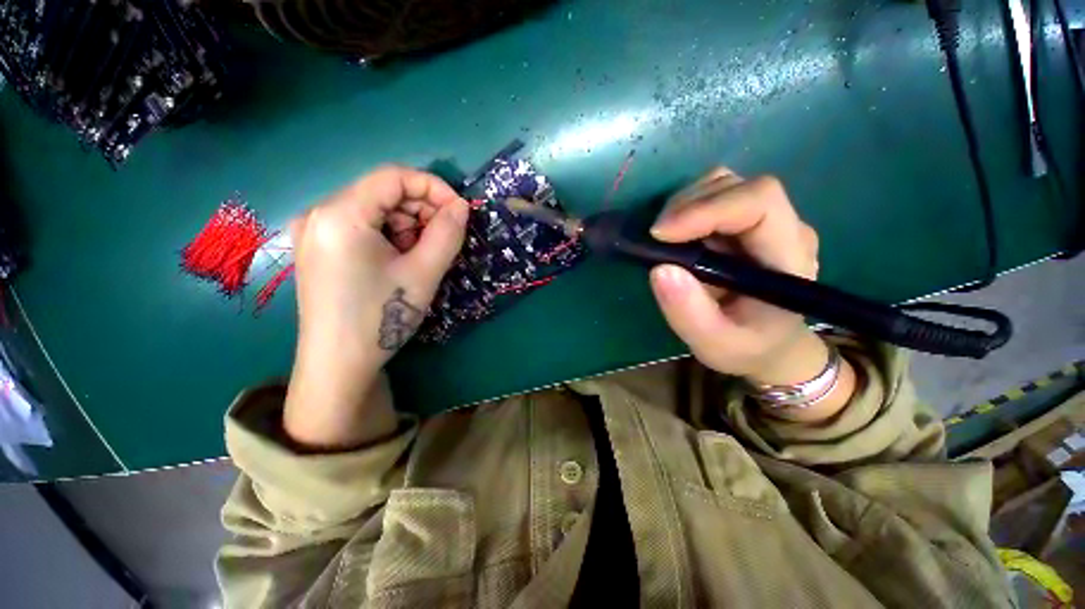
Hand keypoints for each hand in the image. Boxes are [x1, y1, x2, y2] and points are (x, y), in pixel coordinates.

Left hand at [283, 166, 468, 448]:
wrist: (338, 365)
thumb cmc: (382, 317)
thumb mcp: (424, 273)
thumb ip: (447, 234)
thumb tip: (462, 207)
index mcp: (340, 214)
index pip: (393, 176)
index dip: (434, 187)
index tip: (460, 211)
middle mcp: (320, 213)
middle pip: (382, 192)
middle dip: (420, 211)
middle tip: (442, 240)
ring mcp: (314, 232)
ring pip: (374, 210)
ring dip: (407, 226)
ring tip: (420, 257)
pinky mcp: (318, 249)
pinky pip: (362, 227)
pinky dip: (389, 237)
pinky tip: (399, 262)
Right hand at [649, 168, 853, 419]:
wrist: (771, 345)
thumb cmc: (748, 347)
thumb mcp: (715, 344)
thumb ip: (688, 313)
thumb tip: (659, 269)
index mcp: (788, 257)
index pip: (759, 202)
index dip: (707, 208)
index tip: (661, 234)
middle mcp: (784, 228)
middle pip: (737, 186)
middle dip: (688, 205)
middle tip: (655, 237)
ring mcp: (766, 221)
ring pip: (724, 184)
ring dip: (684, 203)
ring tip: (663, 236)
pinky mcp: (745, 223)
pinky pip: (713, 196)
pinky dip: (685, 207)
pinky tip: (674, 234)